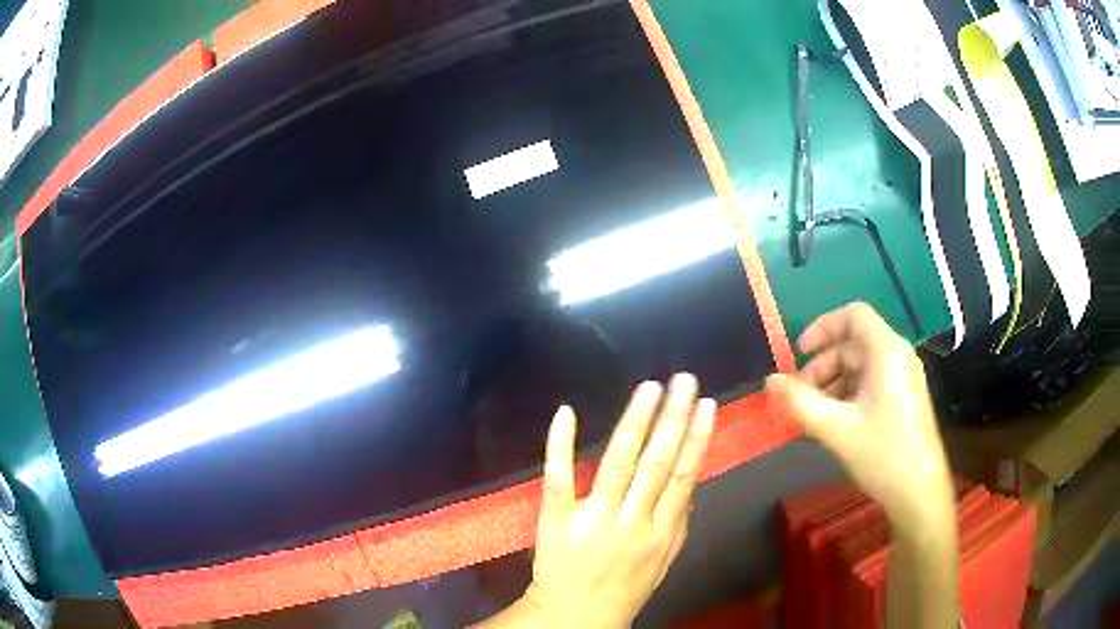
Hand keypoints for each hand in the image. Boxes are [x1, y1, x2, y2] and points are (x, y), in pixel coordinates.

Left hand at [518, 374, 714, 627]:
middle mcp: (631, 522)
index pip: (683, 477)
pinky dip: (562, 444)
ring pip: (618, 463)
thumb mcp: (664, 563)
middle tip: (684, 380)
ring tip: (650, 388)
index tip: (707, 405)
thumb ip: (680, 524)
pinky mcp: (555, 518)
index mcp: (660, 533)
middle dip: (673, 419)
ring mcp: (592, 518)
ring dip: (635, 422)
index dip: (697, 439)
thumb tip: (691, 484)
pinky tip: (568, 412)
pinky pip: (558, 477)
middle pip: (656, 464)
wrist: (574, 617)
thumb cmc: (624, 589)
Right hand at [764, 302, 952, 532]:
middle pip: (853, 344)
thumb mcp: (836, 430)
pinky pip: (870, 384)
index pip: (853, 315)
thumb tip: (769, 381)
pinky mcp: (904, 399)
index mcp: (886, 351)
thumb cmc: (883, 454)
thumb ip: (800, 403)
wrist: (920, 492)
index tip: (798, 353)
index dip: (823, 327)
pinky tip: (834, 425)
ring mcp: (903, 378)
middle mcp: (897, 356)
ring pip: (860, 367)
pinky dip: (848, 396)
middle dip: (822, 367)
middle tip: (800, 398)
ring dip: (832, 385)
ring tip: (813, 417)